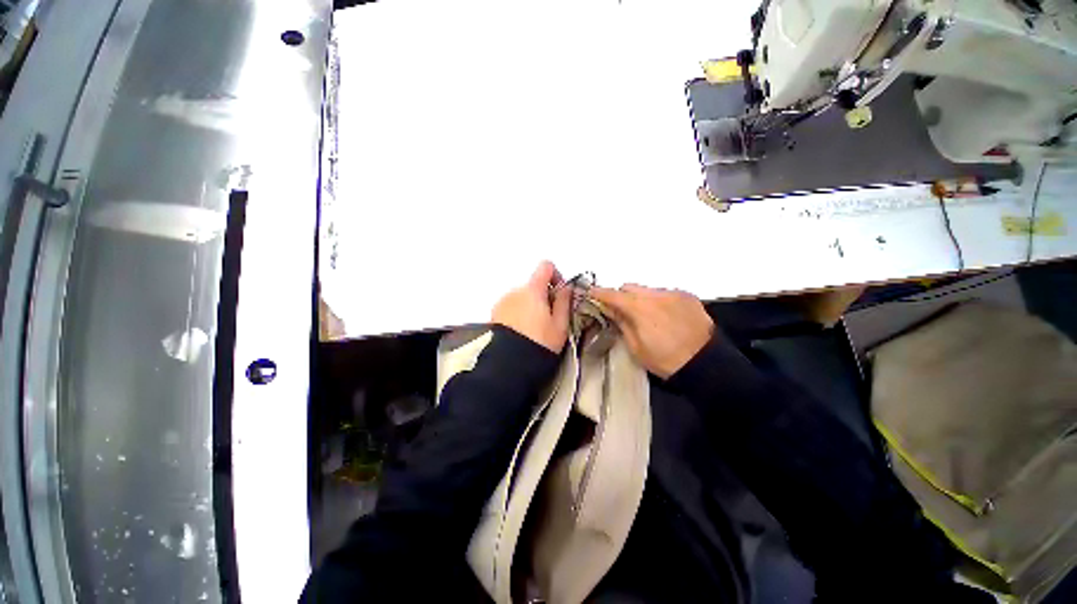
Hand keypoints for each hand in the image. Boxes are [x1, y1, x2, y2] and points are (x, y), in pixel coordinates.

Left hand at [492, 261, 571, 352]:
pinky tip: (523, 331)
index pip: (545, 266)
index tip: (560, 293)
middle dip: (544, 297)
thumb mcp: (560, 325)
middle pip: (534, 284)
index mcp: (533, 290)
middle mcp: (515, 291)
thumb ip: (565, 301)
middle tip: (551, 319)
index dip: (556, 275)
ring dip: (531, 305)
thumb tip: (567, 287)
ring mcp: (503, 302)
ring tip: (536, 329)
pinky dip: (519, 312)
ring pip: (523, 296)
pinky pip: (512, 306)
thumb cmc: (539, 344)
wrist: (509, 364)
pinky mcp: (495, 313)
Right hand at [591, 284, 713, 378]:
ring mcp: (673, 293)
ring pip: (648, 289)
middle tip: (621, 310)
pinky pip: (665, 293)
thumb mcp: (636, 347)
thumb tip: (610, 309)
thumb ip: (621, 323)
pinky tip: (665, 316)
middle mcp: (655, 295)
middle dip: (622, 296)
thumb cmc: (665, 360)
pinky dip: (659, 301)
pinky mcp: (687, 296)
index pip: (613, 295)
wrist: (705, 363)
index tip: (591, 293)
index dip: (599, 293)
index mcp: (640, 309)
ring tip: (647, 316)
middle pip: (630, 287)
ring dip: (641, 298)